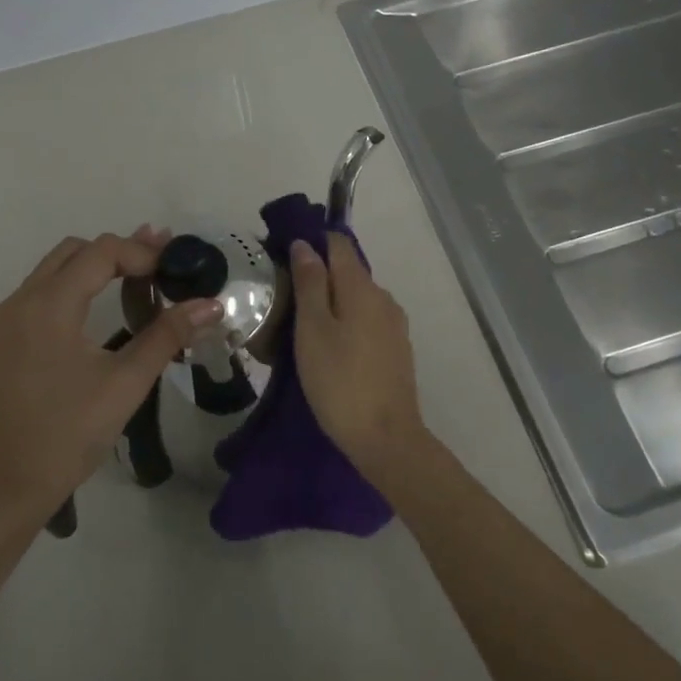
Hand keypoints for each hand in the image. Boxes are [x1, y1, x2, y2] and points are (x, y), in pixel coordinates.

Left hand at [0, 228, 221, 514]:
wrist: (7, 485)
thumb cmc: (70, 433)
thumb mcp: (126, 382)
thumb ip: (168, 335)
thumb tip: (211, 304)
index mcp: (49, 305)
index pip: (102, 252)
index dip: (143, 253)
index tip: (176, 269)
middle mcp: (21, 300)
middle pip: (75, 251)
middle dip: (120, 252)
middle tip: (161, 266)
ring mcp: (5, 319)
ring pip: (55, 269)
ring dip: (96, 267)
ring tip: (140, 279)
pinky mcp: (2, 339)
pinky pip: (41, 293)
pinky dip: (74, 287)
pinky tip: (100, 309)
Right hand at [288, 233, 427, 471]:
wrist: (385, 438)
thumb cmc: (339, 381)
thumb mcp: (313, 330)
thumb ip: (310, 283)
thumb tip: (305, 245)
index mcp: (362, 288)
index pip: (339, 245)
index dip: (312, 243)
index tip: (284, 257)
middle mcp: (384, 299)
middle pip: (348, 273)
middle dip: (318, 277)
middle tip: (284, 299)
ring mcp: (394, 326)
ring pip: (357, 300)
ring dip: (331, 304)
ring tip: (300, 327)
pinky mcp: (397, 350)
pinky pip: (366, 323)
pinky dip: (345, 324)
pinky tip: (328, 348)